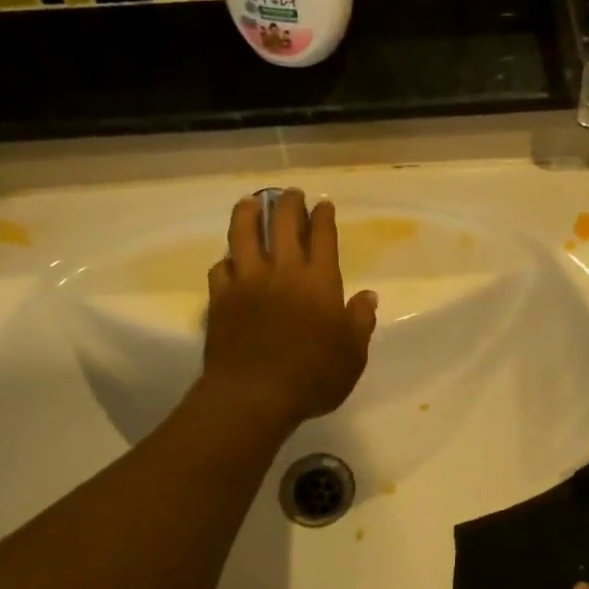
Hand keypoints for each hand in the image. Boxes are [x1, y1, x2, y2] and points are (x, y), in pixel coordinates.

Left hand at [204, 189, 376, 427]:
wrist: (254, 395)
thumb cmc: (313, 377)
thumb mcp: (352, 355)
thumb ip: (361, 321)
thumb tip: (368, 296)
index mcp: (319, 281)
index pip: (323, 237)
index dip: (323, 217)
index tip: (322, 204)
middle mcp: (283, 271)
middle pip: (283, 225)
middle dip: (289, 204)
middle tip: (290, 193)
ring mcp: (247, 282)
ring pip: (244, 235)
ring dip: (248, 214)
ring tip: (250, 202)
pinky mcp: (220, 298)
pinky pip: (220, 269)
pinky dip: (226, 260)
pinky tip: (228, 259)